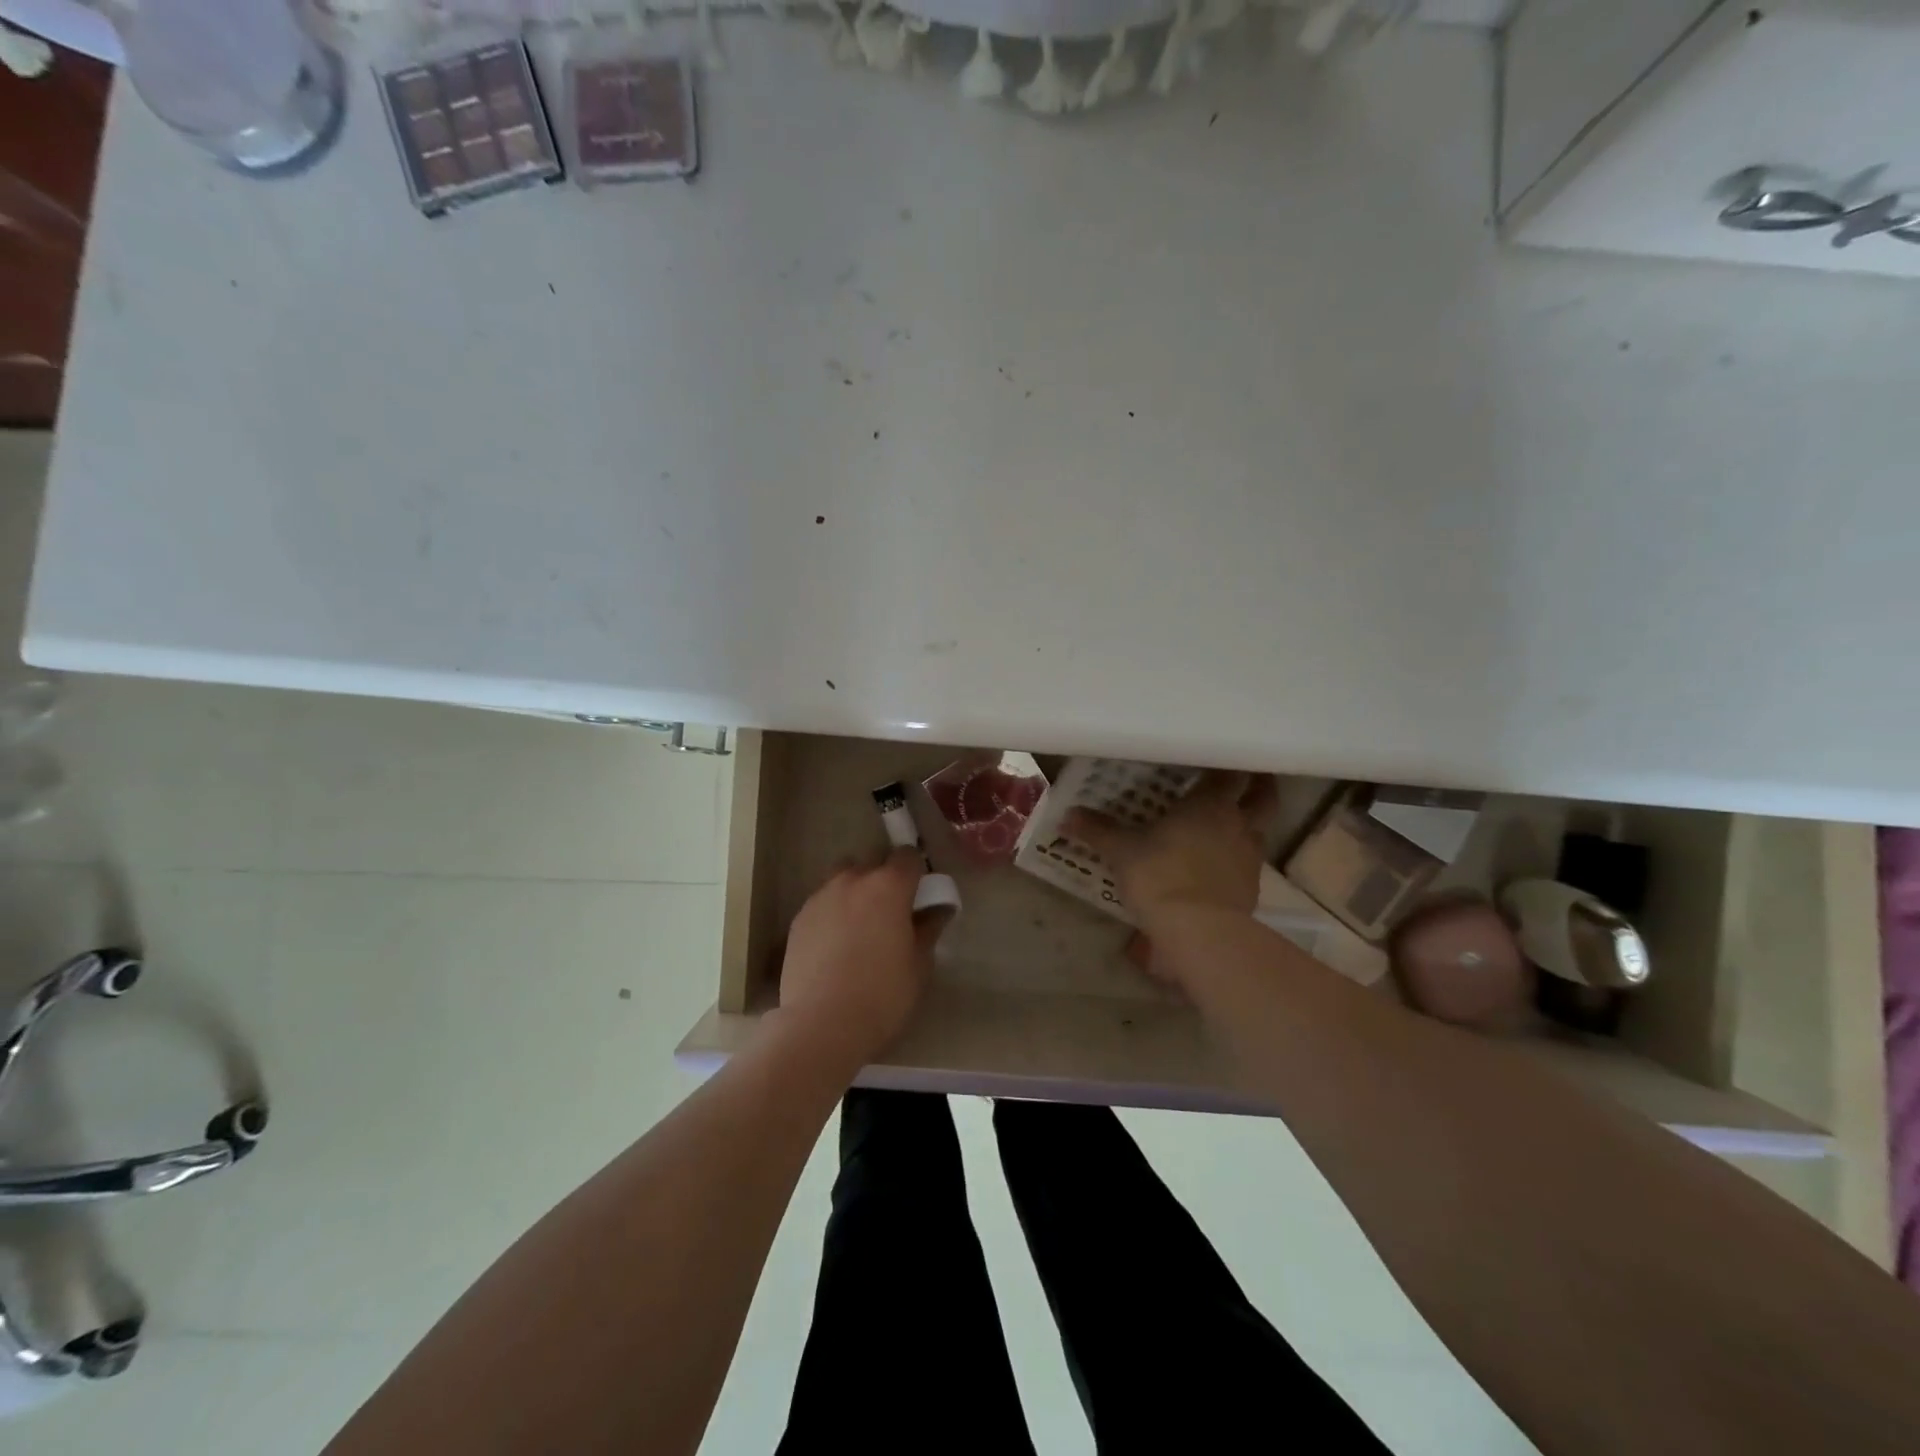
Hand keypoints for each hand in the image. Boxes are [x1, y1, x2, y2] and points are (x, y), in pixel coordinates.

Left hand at [773, 848, 943, 1069]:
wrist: (821, 1024)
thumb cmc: (882, 994)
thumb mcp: (919, 965)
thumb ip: (929, 929)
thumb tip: (938, 910)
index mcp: (889, 886)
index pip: (907, 855)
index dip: (916, 871)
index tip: (919, 893)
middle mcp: (853, 880)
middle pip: (873, 861)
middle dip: (885, 877)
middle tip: (892, 910)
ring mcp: (821, 897)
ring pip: (843, 877)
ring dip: (856, 889)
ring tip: (861, 924)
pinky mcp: (799, 918)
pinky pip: (823, 901)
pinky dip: (834, 911)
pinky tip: (836, 943)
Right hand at [1066, 771, 1278, 929]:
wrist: (1198, 931)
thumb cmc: (1159, 875)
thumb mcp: (1121, 851)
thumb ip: (1097, 830)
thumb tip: (1067, 816)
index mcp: (1211, 803)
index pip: (1230, 772)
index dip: (1228, 765)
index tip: (1219, 759)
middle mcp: (1238, 823)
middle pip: (1264, 796)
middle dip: (1259, 786)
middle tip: (1246, 780)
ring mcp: (1250, 856)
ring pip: (1260, 828)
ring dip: (1250, 822)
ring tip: (1229, 823)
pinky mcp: (1252, 887)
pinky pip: (1250, 862)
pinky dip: (1239, 857)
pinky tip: (1220, 863)